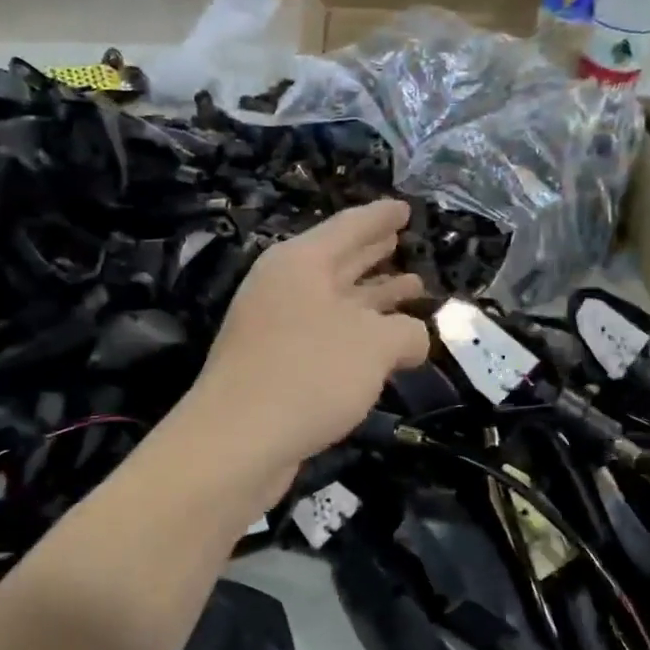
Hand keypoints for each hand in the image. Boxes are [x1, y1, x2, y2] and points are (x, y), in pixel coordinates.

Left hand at [188, 200, 428, 485]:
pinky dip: (357, 335)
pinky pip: (326, 336)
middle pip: (338, 261)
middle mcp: (284, 287)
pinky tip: (382, 345)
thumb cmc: (309, 374)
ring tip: (411, 288)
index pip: (349, 227)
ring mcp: (275, 328)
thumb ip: (406, 333)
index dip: (381, 217)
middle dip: (374, 253)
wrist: (236, 442)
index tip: (405, 208)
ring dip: (373, 296)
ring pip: (335, 301)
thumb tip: (413, 340)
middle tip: (404, 242)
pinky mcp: (274, 365)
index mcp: (301, 263)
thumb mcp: (375, 345)